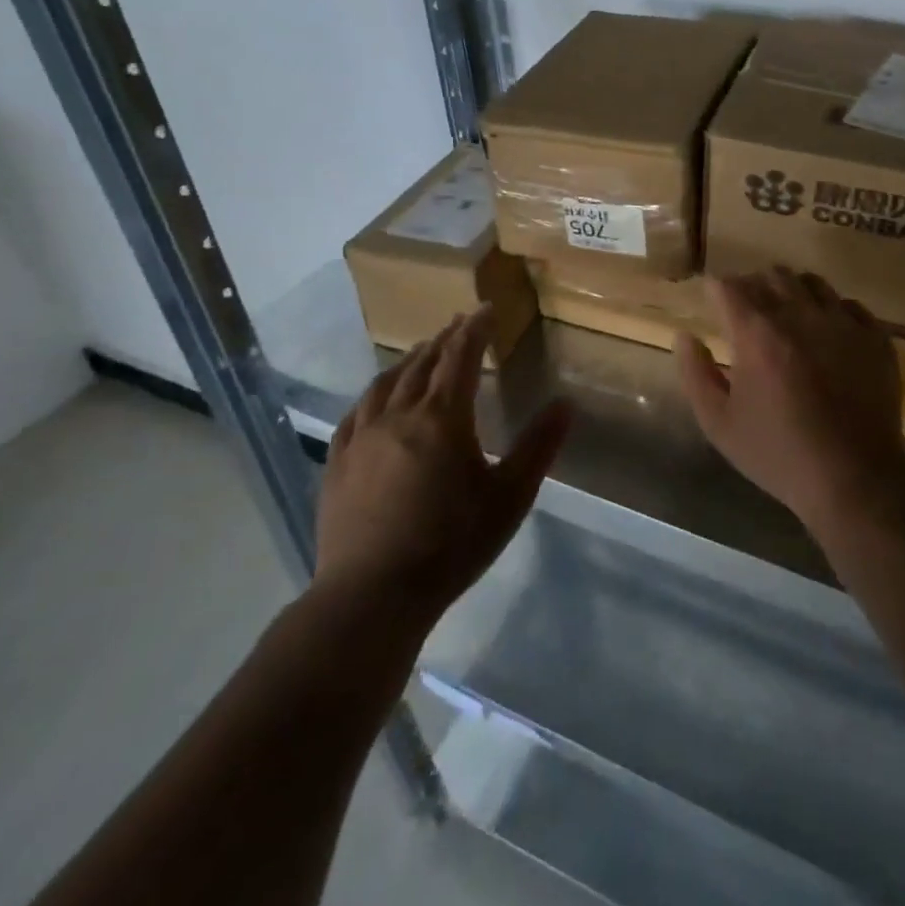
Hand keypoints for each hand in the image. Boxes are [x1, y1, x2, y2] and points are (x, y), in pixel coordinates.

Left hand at [316, 307, 570, 614]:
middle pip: (423, 363)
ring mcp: (362, 438)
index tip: (486, 309)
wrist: (371, 596)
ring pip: (386, 383)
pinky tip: (377, 398)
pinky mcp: (338, 463)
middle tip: (459, 324)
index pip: (461, 357)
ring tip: (423, 352)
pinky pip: (356, 413)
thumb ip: (539, 446)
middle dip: (444, 339)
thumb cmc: (450, 544)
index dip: (475, 329)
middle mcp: (399, 415)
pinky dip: (374, 393)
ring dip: (409, 361)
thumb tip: (567, 402)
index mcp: (443, 418)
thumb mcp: (509, 497)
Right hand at [676, 268, 904, 530]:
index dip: (717, 290)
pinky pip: (850, 305)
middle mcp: (800, 315)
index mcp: (757, 332)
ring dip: (793, 292)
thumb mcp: (719, 423)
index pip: (729, 286)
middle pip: (772, 275)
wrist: (853, 478)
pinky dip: (832, 311)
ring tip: (788, 317)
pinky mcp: (875, 338)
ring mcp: (843, 323)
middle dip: (754, 286)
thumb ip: (696, 373)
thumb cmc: (777, 454)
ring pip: (812, 282)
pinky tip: (827, 335)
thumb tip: (684, 336)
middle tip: (748, 312)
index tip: (714, 301)